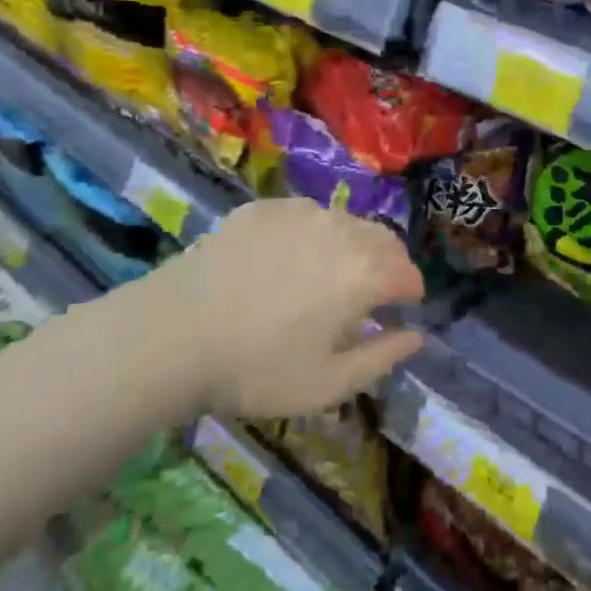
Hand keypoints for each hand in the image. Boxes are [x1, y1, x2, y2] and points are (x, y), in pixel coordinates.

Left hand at [164, 196, 424, 417]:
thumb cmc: (257, 369)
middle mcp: (342, 231)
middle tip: (370, 295)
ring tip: (327, 276)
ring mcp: (301, 212)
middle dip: (388, 264)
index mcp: (365, 273)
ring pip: (346, 222)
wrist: (174, 333)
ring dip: (352, 246)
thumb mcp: (328, 384)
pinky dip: (311, 234)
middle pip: (385, 240)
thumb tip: (416, 336)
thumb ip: (382, 357)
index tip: (400, 311)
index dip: (411, 294)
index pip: (409, 273)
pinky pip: (306, 215)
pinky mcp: (266, 207)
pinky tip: (284, 262)